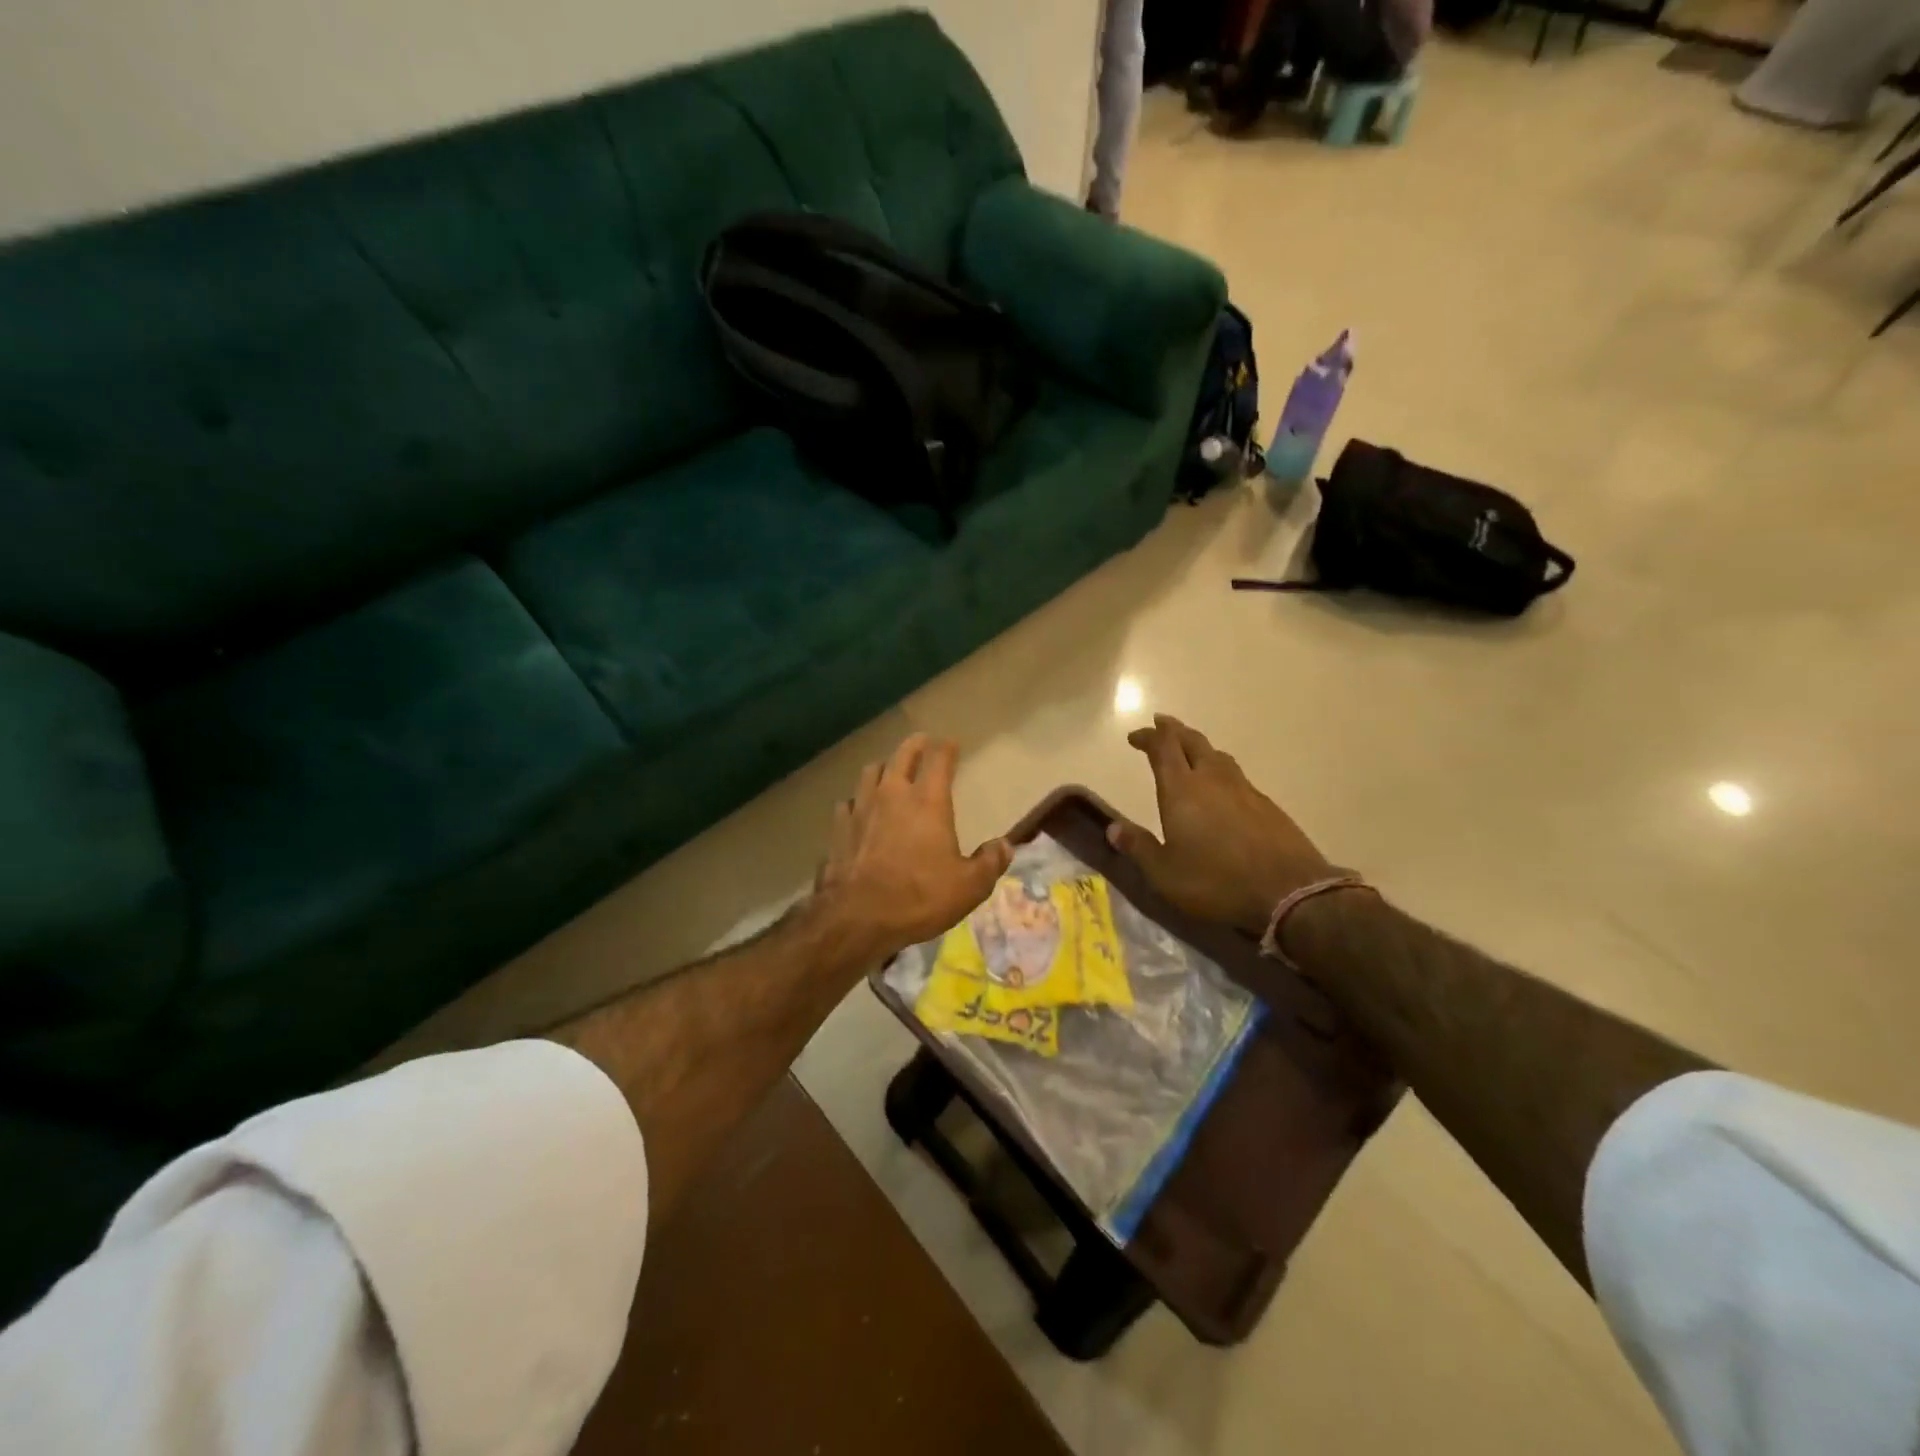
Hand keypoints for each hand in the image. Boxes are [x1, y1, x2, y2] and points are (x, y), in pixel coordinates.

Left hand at [814, 734, 1011, 963]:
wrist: (858, 918)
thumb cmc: (919, 897)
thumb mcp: (969, 887)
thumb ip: (990, 862)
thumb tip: (1005, 845)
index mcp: (928, 801)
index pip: (939, 759)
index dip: (947, 748)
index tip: (952, 743)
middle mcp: (893, 794)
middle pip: (902, 755)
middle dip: (915, 745)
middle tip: (922, 742)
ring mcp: (861, 808)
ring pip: (871, 772)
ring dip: (884, 767)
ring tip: (889, 771)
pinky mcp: (839, 828)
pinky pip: (848, 803)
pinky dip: (857, 801)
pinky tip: (859, 810)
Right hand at [1108, 714, 1334, 935]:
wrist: (1289, 892)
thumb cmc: (1216, 882)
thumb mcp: (1164, 873)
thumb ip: (1138, 847)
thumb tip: (1113, 828)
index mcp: (1182, 790)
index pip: (1163, 748)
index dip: (1148, 737)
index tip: (1134, 736)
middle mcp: (1212, 780)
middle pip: (1192, 741)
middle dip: (1173, 730)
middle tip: (1161, 724)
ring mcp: (1244, 790)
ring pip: (1218, 755)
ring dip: (1199, 747)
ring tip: (1190, 750)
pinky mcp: (1267, 805)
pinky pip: (1237, 776)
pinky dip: (1221, 770)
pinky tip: (1222, 787)